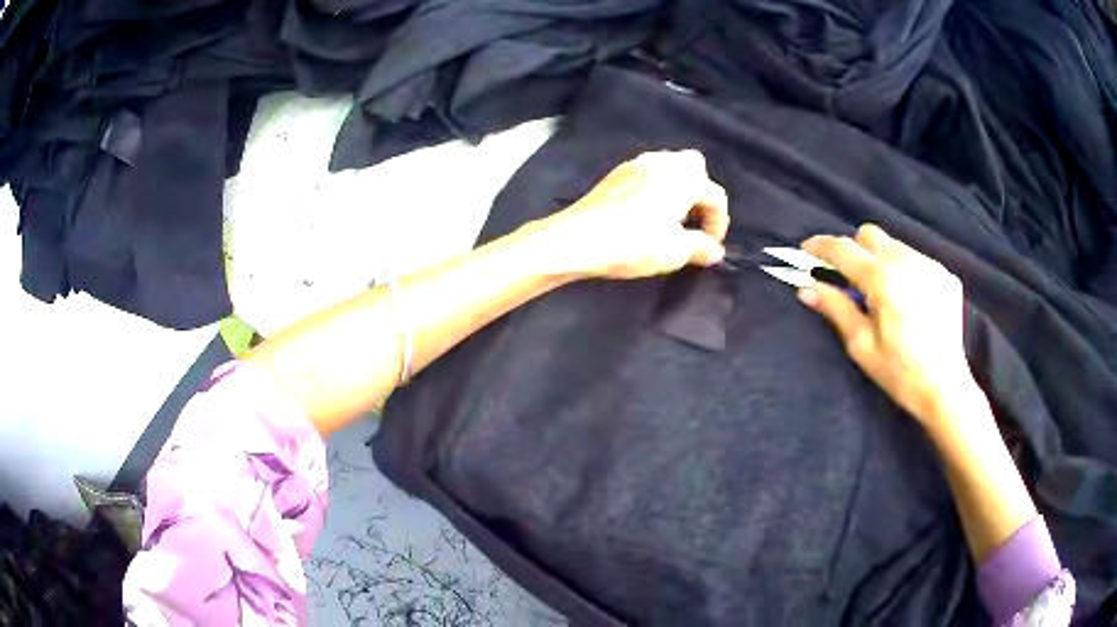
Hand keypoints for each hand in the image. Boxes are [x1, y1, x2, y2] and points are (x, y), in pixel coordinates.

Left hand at [537, 150, 729, 279]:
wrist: (578, 238)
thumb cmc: (634, 244)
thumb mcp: (675, 252)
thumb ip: (701, 247)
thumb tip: (715, 250)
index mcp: (684, 178)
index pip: (715, 195)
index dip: (720, 222)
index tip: (712, 245)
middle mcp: (664, 162)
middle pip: (695, 168)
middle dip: (700, 192)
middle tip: (694, 221)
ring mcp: (637, 163)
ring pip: (670, 166)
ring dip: (678, 187)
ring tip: (673, 217)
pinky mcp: (616, 172)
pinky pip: (648, 172)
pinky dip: (656, 187)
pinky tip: (648, 211)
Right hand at [798, 225, 978, 427]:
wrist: (945, 389)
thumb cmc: (899, 373)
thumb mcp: (860, 345)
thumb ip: (835, 308)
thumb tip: (805, 287)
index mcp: (883, 280)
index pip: (843, 249)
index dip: (820, 246)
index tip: (805, 250)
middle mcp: (908, 262)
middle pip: (870, 235)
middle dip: (853, 249)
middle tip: (849, 279)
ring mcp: (931, 266)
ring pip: (894, 245)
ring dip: (880, 260)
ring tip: (883, 294)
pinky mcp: (946, 275)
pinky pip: (916, 260)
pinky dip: (903, 271)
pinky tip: (908, 301)